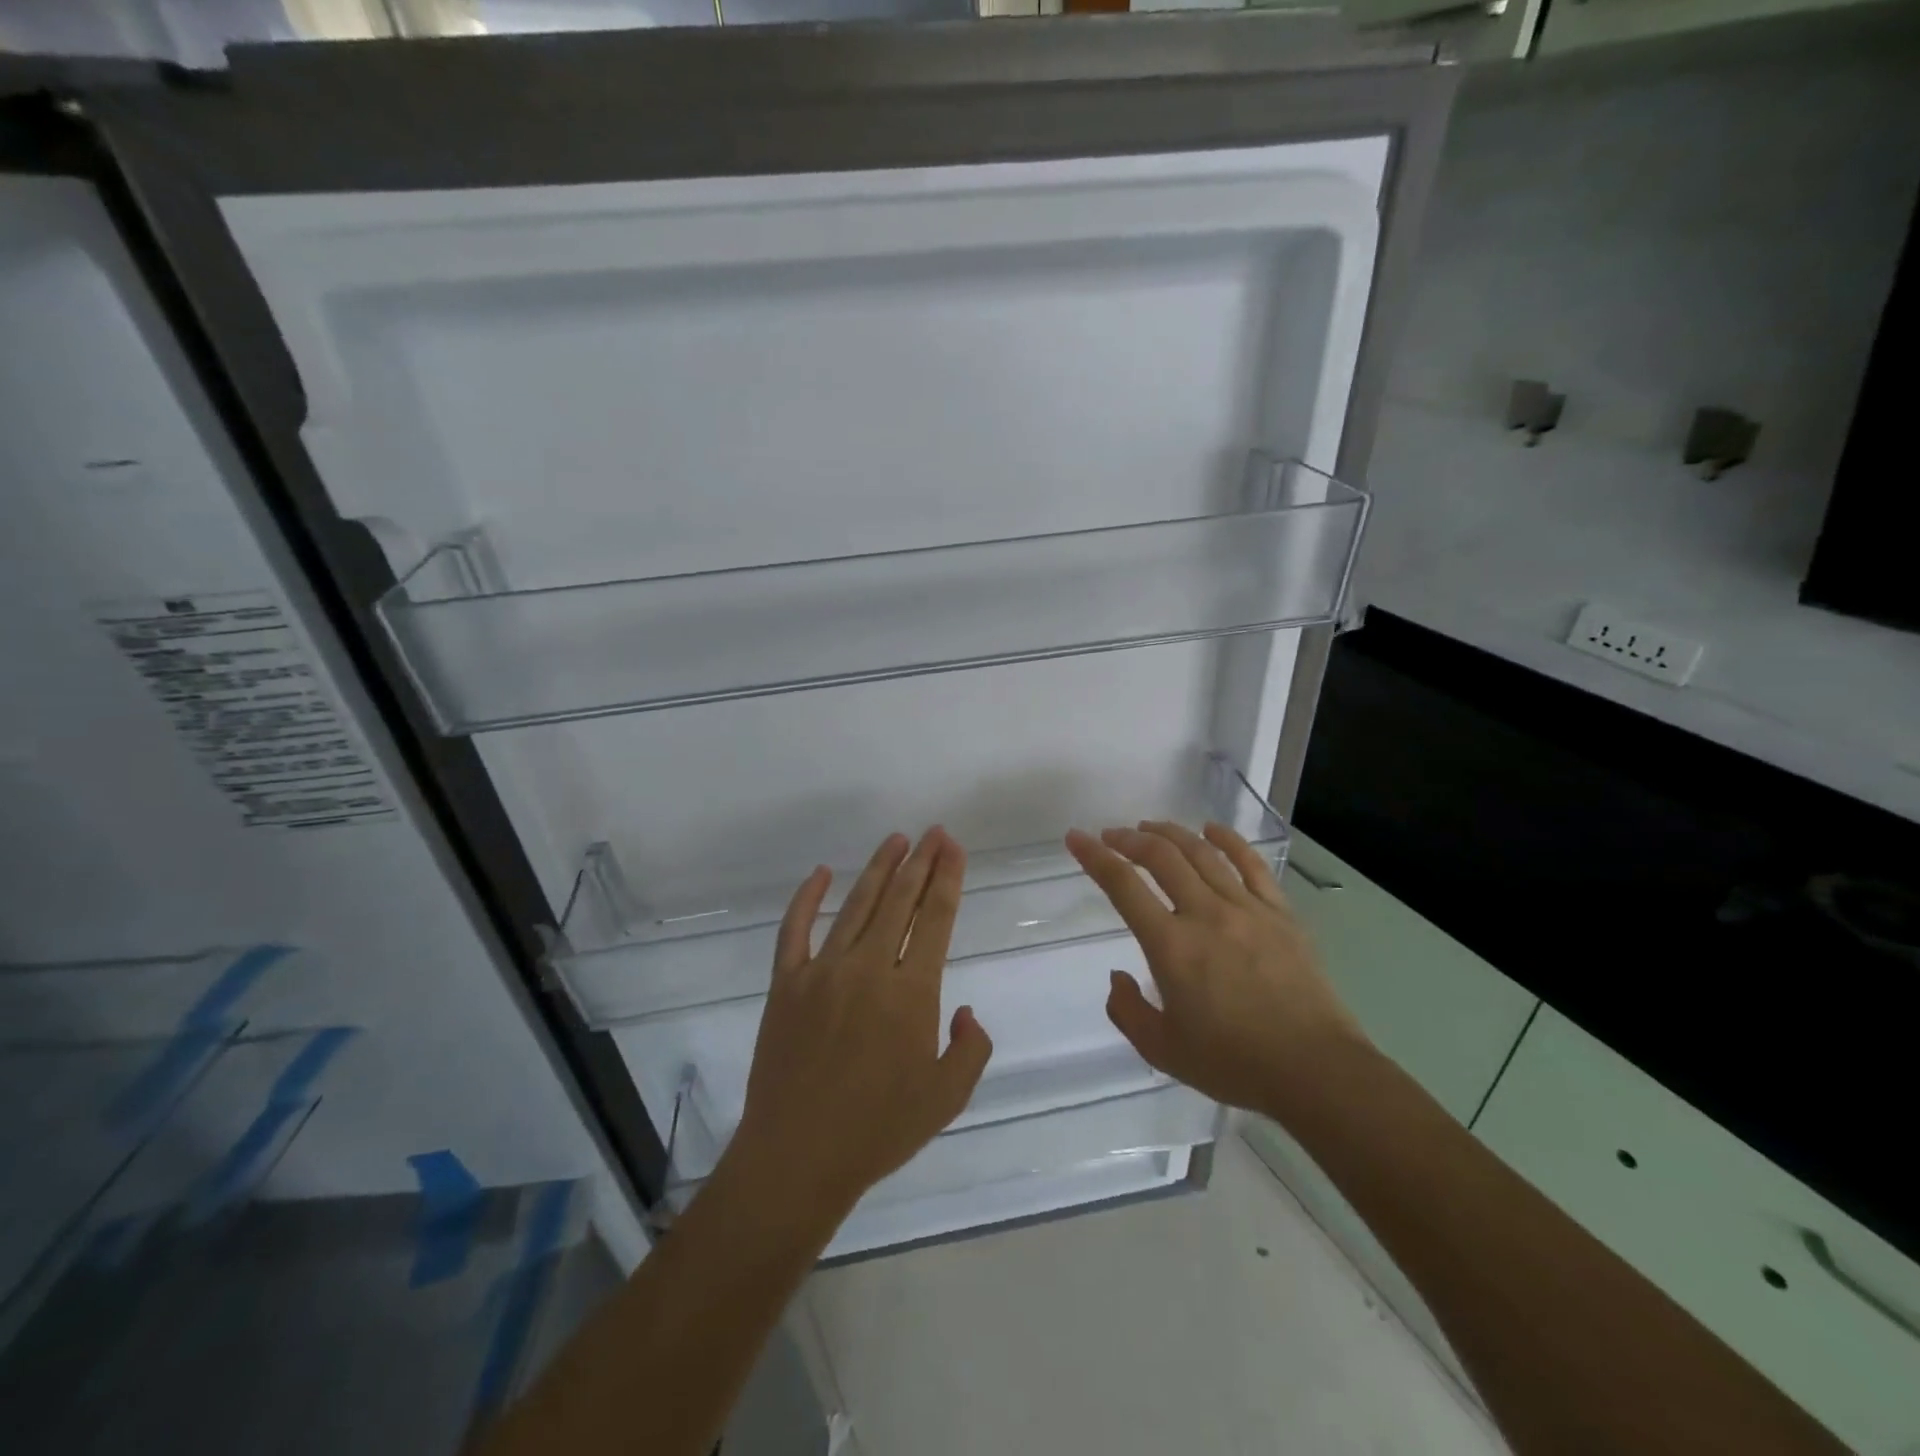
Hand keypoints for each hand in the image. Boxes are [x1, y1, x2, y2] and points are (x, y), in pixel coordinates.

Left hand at [729, 828, 993, 1225]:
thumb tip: (966, 1011)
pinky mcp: (785, 984)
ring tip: (895, 840)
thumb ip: (970, 1048)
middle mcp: (868, 968)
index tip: (953, 847)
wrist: (797, 1157)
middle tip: (933, 833)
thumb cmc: (878, 1131)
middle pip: (899, 900)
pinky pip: (795, 929)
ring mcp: (822, 972)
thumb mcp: (947, 1098)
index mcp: (911, 992)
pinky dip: (806, 897)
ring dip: (878, 868)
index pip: (935, 918)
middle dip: (920, 861)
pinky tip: (820, 873)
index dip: (947, 878)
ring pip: (856, 905)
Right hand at [1065, 820, 1367, 1117]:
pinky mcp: (1280, 913)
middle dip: (1130, 839)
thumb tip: (1118, 976)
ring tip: (1150, 827)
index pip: (1123, 886)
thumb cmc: (1233, 1063)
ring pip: (1202, 853)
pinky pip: (1251, 865)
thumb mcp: (1163, 1050)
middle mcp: (1205, 915)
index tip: (1076, 838)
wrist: (1315, 1070)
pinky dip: (1228, 840)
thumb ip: (1128, 1011)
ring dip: (1170, 834)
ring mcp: (1246, 909)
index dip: (1095, 857)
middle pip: (1162, 857)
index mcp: (1171, 946)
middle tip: (1112, 835)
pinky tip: (1212, 829)